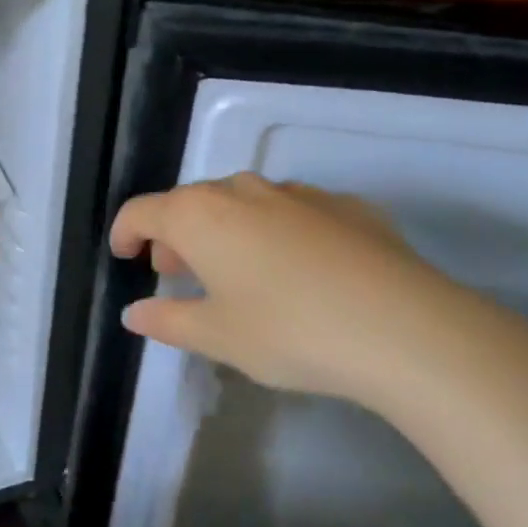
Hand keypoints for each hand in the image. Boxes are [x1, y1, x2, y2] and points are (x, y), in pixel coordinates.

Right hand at [110, 173, 525, 413]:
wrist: (403, 327)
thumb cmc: (288, 331)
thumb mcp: (217, 336)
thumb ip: (167, 320)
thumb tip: (135, 312)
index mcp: (200, 215)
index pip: (142, 211)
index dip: (125, 233)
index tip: (124, 257)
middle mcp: (243, 190)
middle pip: (192, 203)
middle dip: (175, 234)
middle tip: (178, 272)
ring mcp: (299, 193)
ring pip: (244, 203)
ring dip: (225, 230)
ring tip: (237, 272)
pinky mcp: (347, 205)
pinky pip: (293, 212)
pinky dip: (277, 233)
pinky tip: (299, 271)